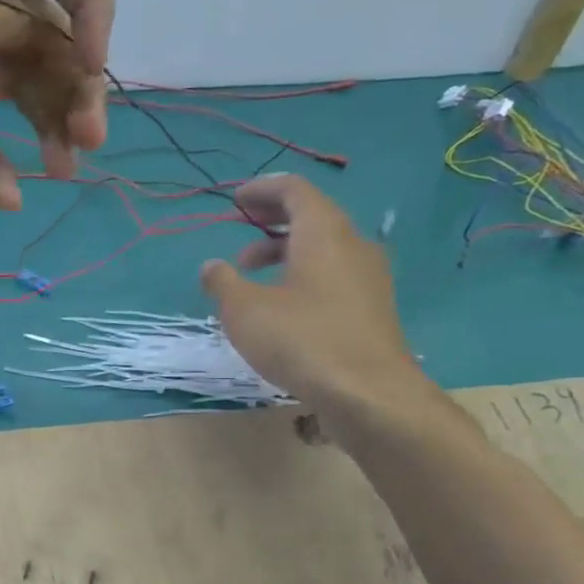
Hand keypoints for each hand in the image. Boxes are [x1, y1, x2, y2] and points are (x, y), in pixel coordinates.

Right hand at [200, 176, 432, 431]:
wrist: (369, 394)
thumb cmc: (302, 341)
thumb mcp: (244, 311)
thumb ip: (223, 283)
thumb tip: (211, 267)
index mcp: (323, 233)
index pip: (295, 190)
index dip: (262, 190)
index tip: (235, 200)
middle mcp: (353, 245)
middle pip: (312, 215)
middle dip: (272, 219)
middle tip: (240, 230)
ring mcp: (368, 277)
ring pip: (323, 247)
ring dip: (285, 250)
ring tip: (252, 274)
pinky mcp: (372, 307)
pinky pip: (334, 273)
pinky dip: (304, 273)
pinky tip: (283, 304)